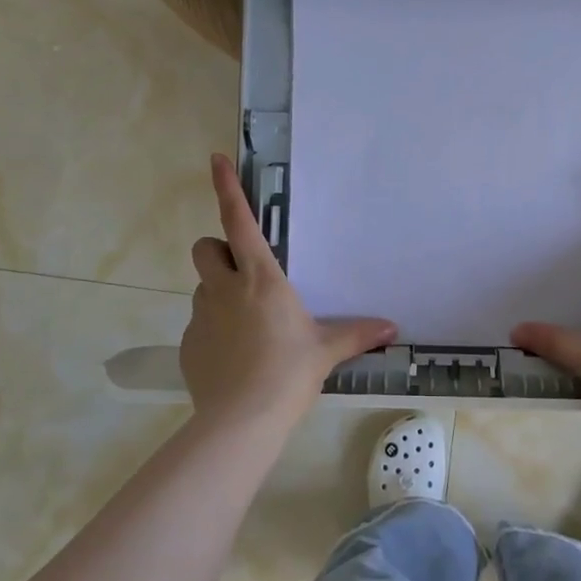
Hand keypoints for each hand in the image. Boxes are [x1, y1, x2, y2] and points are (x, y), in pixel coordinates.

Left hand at [181, 154, 396, 426]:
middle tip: (241, 273)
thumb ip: (356, 334)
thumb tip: (392, 328)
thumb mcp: (325, 350)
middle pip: (204, 248)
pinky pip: (199, 325)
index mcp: (261, 279)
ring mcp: (201, 317)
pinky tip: (234, 358)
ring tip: (245, 325)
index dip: (226, 188)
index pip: (239, 222)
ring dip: (219, 293)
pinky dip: (214, 330)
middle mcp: (225, 289)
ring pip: (202, 287)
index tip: (215, 159)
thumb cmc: (288, 373)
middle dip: (218, 251)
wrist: (242, 421)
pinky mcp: (188, 344)